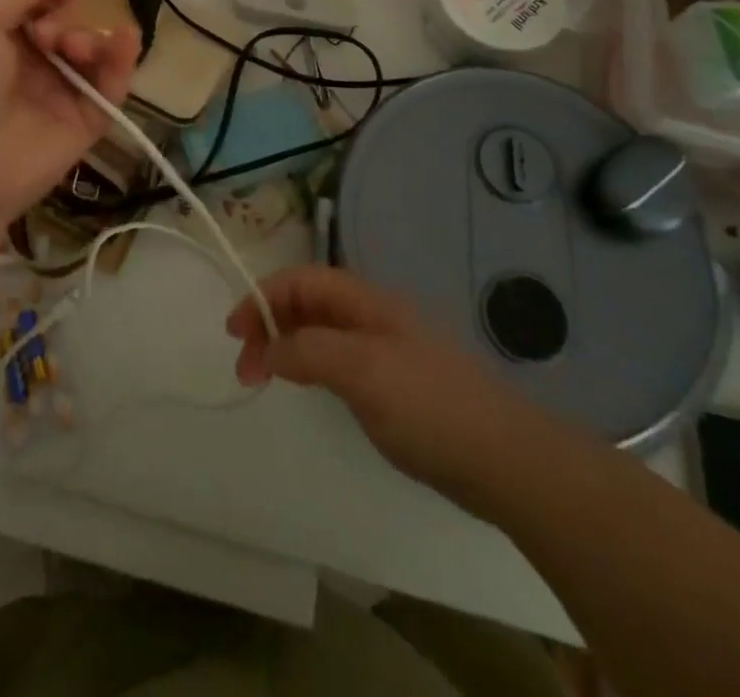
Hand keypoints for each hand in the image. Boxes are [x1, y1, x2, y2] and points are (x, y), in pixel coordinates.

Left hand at [0, 0, 140, 239]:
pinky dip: (122, 63)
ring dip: (91, 39)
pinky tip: (127, 39)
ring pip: (90, 57)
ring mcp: (53, 99)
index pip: (34, 8)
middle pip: (65, 28)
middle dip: (65, 19)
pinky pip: (109, 91)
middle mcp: (23, 68)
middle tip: (48, 35)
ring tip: (74, 48)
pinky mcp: (81, 127)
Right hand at [227, 265, 546, 517]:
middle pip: (310, 302)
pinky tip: (307, 387)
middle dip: (270, 323)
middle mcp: (374, 316)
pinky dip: (311, 364)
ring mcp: (387, 349)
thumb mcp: (361, 371)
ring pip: (322, 331)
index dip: (263, 297)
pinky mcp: (396, 383)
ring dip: (287, 345)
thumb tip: (267, 349)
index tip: (234, 332)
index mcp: (367, 301)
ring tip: (263, 377)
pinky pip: (339, 358)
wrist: (505, 460)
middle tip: (245, 367)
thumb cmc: (429, 406)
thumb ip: (309, 351)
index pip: (303, 280)